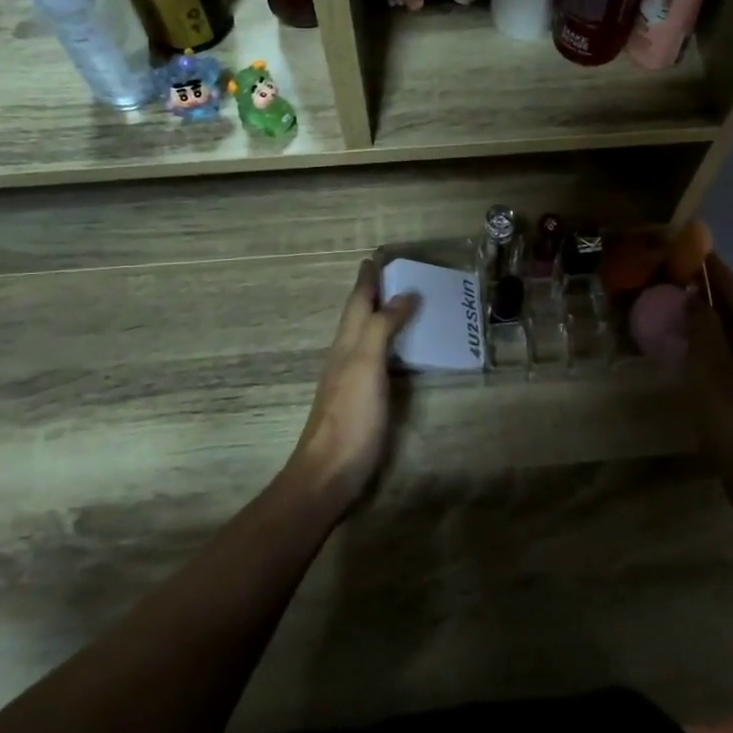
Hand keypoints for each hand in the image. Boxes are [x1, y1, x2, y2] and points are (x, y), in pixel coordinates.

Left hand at [287, 260, 418, 514]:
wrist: (328, 474)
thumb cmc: (350, 418)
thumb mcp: (366, 366)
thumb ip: (381, 328)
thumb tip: (404, 294)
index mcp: (346, 344)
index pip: (357, 303)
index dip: (367, 280)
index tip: (375, 258)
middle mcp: (345, 357)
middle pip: (357, 317)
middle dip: (372, 294)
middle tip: (394, 276)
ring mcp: (349, 381)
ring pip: (363, 337)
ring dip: (379, 318)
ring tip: (400, 305)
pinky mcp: (359, 402)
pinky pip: (374, 360)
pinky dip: (386, 345)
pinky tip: (396, 353)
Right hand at [684, 252, 732, 476]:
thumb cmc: (728, 410)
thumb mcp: (707, 362)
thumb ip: (702, 325)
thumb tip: (698, 296)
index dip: (715, 268)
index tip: (696, 248)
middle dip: (714, 288)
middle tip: (683, 273)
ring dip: (713, 312)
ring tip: (685, 301)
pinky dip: (715, 334)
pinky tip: (696, 340)